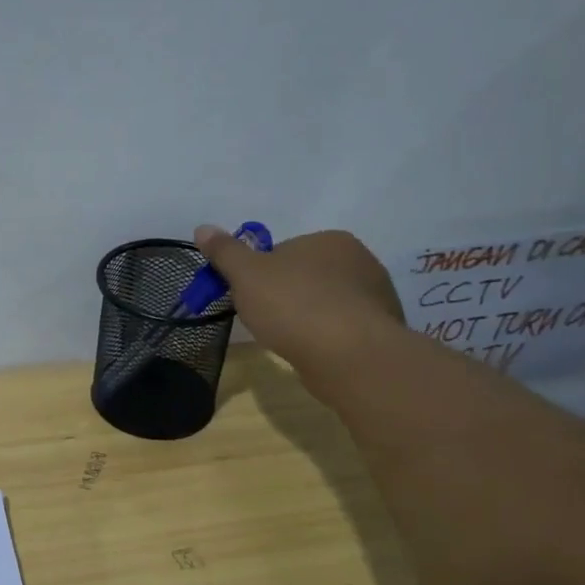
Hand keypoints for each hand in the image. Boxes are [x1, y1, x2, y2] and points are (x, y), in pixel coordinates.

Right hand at [193, 225, 403, 375]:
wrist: (349, 356)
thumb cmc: (293, 306)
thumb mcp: (246, 275)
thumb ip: (225, 252)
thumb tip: (202, 228)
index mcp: (330, 239)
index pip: (285, 251)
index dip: (260, 275)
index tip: (248, 297)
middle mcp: (360, 260)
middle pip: (307, 276)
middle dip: (285, 295)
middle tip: (265, 321)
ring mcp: (376, 296)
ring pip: (327, 302)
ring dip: (308, 317)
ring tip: (290, 340)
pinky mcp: (382, 330)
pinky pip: (343, 328)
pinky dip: (327, 337)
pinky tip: (314, 352)